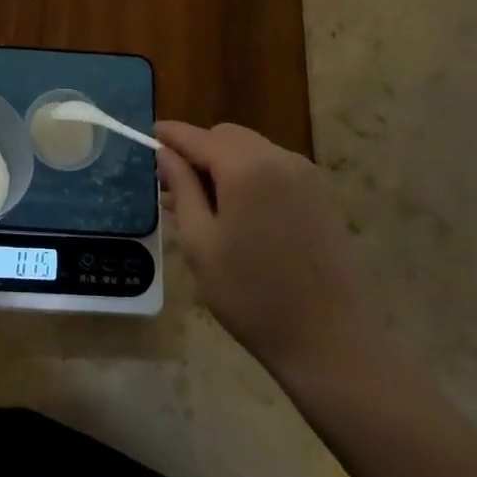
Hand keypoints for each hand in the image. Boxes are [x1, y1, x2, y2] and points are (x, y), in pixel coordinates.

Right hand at [156, 121, 384, 388]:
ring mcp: (306, 176)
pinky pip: (274, 169)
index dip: (169, 135)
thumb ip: (181, 188)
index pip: (197, 136)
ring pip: (251, 150)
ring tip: (200, 203)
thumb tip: (164, 153)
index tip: (146, 136)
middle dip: (198, 151)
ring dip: (223, 164)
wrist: (330, 341)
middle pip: (227, 136)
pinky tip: (236, 212)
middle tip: (171, 184)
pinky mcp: (320, 196)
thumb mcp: (200, 243)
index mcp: (246, 166)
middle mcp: (279, 158)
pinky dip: (249, 176)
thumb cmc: (252, 295)